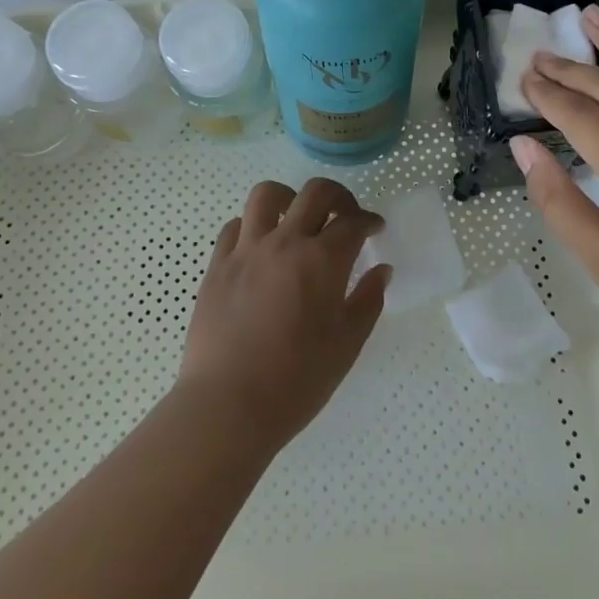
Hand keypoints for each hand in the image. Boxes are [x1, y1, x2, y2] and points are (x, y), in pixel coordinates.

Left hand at [177, 178, 390, 448]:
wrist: (228, 405)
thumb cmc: (296, 381)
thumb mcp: (346, 345)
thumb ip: (368, 301)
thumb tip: (381, 270)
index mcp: (322, 260)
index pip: (352, 222)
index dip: (369, 221)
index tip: (374, 228)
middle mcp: (285, 242)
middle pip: (315, 193)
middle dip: (338, 196)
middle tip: (344, 214)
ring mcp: (246, 250)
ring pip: (267, 195)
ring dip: (289, 198)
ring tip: (295, 217)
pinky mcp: (217, 265)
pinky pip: (235, 226)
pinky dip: (252, 226)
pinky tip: (259, 246)